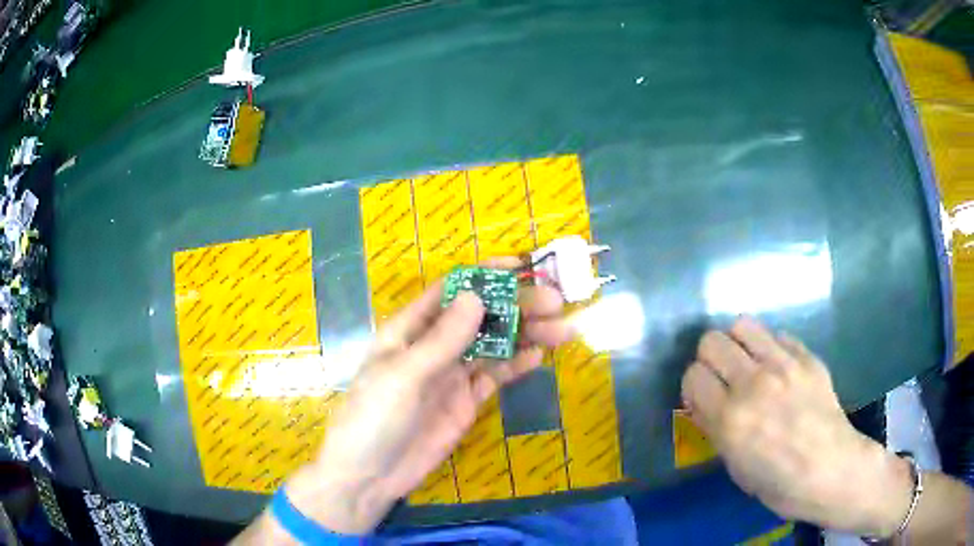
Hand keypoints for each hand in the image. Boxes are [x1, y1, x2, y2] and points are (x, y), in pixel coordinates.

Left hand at [285, 264, 570, 534]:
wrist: (370, 475)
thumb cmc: (374, 418)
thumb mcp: (404, 376)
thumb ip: (442, 340)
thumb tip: (477, 295)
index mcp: (410, 329)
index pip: (450, 291)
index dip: (483, 276)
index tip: (520, 267)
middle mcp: (433, 346)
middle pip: (479, 317)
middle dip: (516, 307)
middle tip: (556, 304)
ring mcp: (451, 375)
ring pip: (493, 345)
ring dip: (525, 335)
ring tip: (562, 330)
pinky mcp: (465, 401)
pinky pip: (494, 376)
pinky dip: (516, 365)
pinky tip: (538, 357)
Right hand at [681, 317, 913, 536]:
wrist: (831, 469)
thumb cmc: (777, 482)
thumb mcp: (734, 465)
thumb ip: (714, 426)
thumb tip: (701, 400)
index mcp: (730, 419)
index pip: (692, 375)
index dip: (694, 386)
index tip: (703, 397)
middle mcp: (753, 384)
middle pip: (711, 341)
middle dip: (710, 358)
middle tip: (722, 377)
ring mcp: (784, 365)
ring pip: (743, 325)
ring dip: (737, 343)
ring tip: (747, 362)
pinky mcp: (807, 356)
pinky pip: (777, 336)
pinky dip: (770, 348)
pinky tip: (778, 368)